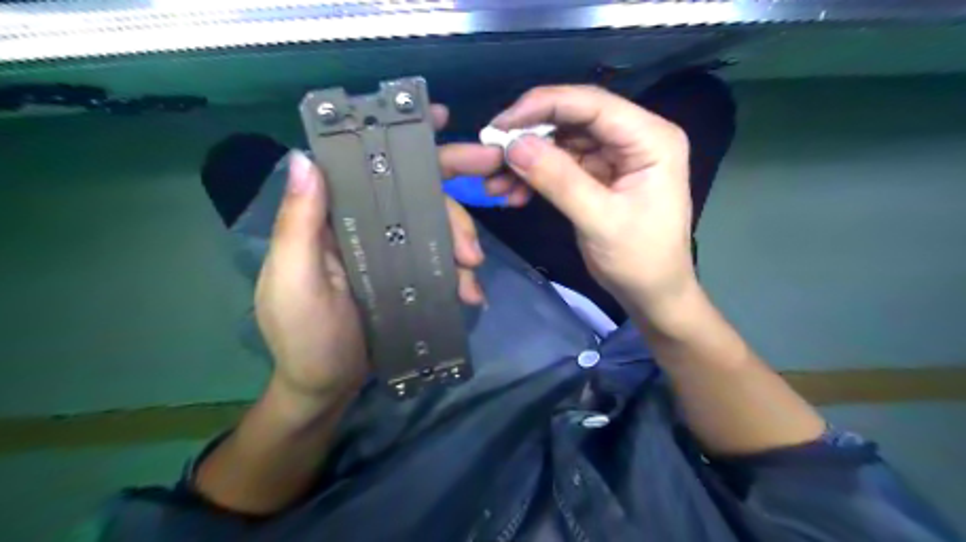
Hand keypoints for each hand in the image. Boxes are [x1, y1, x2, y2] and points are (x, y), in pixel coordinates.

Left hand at [253, 106, 493, 407]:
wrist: (329, 388)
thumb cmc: (305, 338)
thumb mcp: (296, 283)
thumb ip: (299, 226)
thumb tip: (304, 158)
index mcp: (332, 218)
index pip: (365, 166)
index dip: (399, 138)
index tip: (438, 119)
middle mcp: (364, 226)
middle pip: (414, 192)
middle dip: (451, 185)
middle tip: (493, 178)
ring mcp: (392, 252)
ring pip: (436, 226)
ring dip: (462, 241)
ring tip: (473, 273)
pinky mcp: (410, 276)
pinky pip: (442, 262)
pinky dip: (461, 274)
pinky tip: (471, 293)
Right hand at [487, 85, 698, 316]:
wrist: (652, 294)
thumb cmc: (640, 259)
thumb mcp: (599, 220)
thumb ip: (558, 180)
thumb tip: (513, 146)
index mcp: (650, 138)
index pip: (592, 104)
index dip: (543, 106)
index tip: (500, 125)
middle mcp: (634, 137)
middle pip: (573, 119)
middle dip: (530, 136)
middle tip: (491, 154)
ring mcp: (615, 156)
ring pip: (562, 142)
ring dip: (527, 160)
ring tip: (495, 184)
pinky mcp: (599, 175)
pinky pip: (561, 165)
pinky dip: (535, 176)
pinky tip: (513, 193)